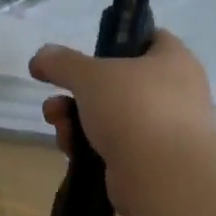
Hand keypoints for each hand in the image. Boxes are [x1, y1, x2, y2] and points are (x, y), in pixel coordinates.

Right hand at [29, 31, 215, 215]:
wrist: (164, 177)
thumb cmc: (134, 108)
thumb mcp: (89, 75)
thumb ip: (61, 61)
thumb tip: (41, 56)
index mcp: (173, 61)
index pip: (148, 38)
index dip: (116, 40)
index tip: (87, 51)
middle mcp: (174, 93)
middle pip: (117, 82)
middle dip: (77, 90)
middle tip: (56, 97)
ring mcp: (163, 131)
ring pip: (109, 116)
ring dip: (75, 119)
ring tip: (57, 125)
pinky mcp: (149, 162)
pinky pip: (112, 146)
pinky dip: (88, 146)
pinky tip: (70, 150)